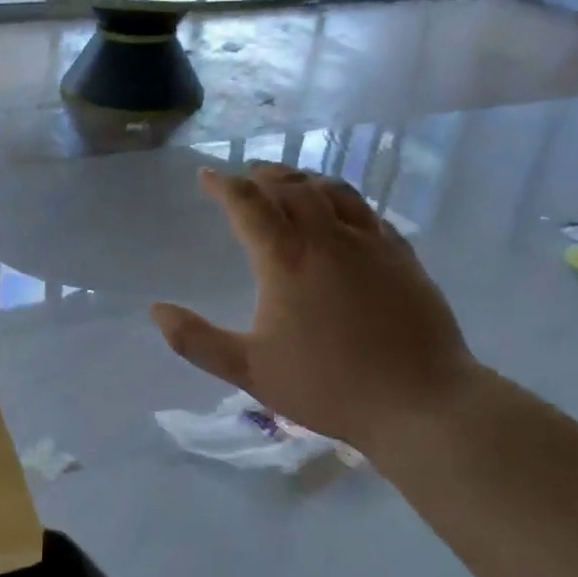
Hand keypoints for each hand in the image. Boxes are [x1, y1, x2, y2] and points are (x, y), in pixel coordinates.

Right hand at [150, 164, 480, 446]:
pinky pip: (367, 211)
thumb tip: (156, 310)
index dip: (222, 185)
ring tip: (290, 180)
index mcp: (286, 259)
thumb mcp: (251, 370)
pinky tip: (343, 212)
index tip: (206, 176)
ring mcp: (371, 243)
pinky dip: (343, 200)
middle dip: (263, 175)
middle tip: (246, 174)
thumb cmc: (328, 386)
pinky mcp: (403, 256)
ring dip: (304, 178)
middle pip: (291, 186)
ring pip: (333, 191)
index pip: (248, 204)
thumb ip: (197, 341)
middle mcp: (328, 238)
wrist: (421, 402)